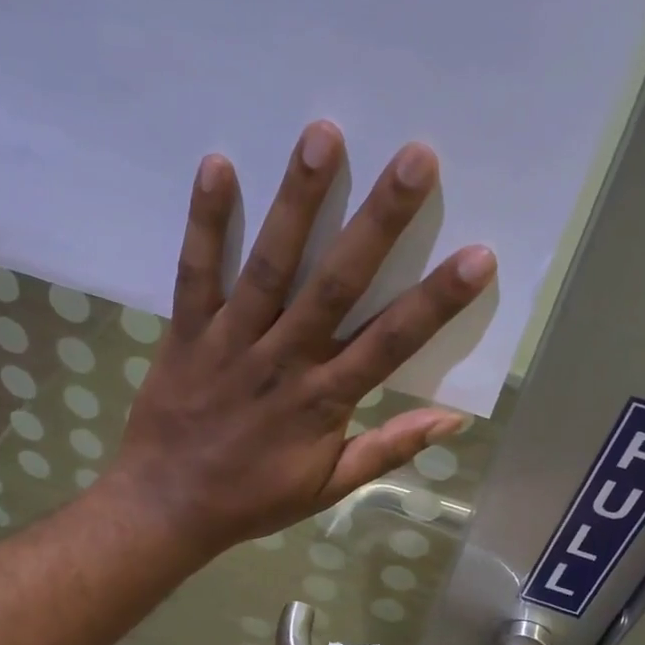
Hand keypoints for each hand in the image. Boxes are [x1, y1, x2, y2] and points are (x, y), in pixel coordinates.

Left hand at [105, 122, 496, 556]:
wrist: (166, 508)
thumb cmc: (253, 499)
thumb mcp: (328, 488)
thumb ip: (387, 450)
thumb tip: (452, 421)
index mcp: (323, 401)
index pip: (390, 343)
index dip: (436, 301)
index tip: (477, 254)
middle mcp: (283, 360)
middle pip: (336, 285)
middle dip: (378, 223)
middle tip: (415, 158)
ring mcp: (231, 342)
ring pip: (269, 266)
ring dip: (297, 203)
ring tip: (322, 136)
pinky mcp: (185, 333)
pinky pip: (195, 273)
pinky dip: (204, 222)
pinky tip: (217, 165)